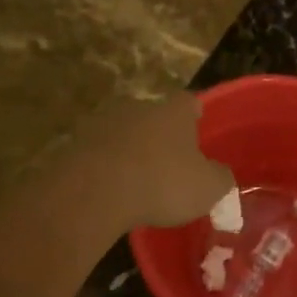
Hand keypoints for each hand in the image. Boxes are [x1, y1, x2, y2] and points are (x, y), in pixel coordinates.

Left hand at [62, 93, 234, 231]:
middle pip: (155, 117)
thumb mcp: (208, 188)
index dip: (196, 117)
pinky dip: (108, 169)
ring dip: (132, 153)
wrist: (93, 192)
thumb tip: (220, 175)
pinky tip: (113, 193)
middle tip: (170, 165)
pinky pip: (100, 155)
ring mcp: (103, 123)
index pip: (190, 102)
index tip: (198, 133)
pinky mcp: (76, 145)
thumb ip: (220, 178)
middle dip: (162, 137)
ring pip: (125, 135)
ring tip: (139, 183)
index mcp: (174, 111)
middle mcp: (139, 107)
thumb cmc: (161, 182)